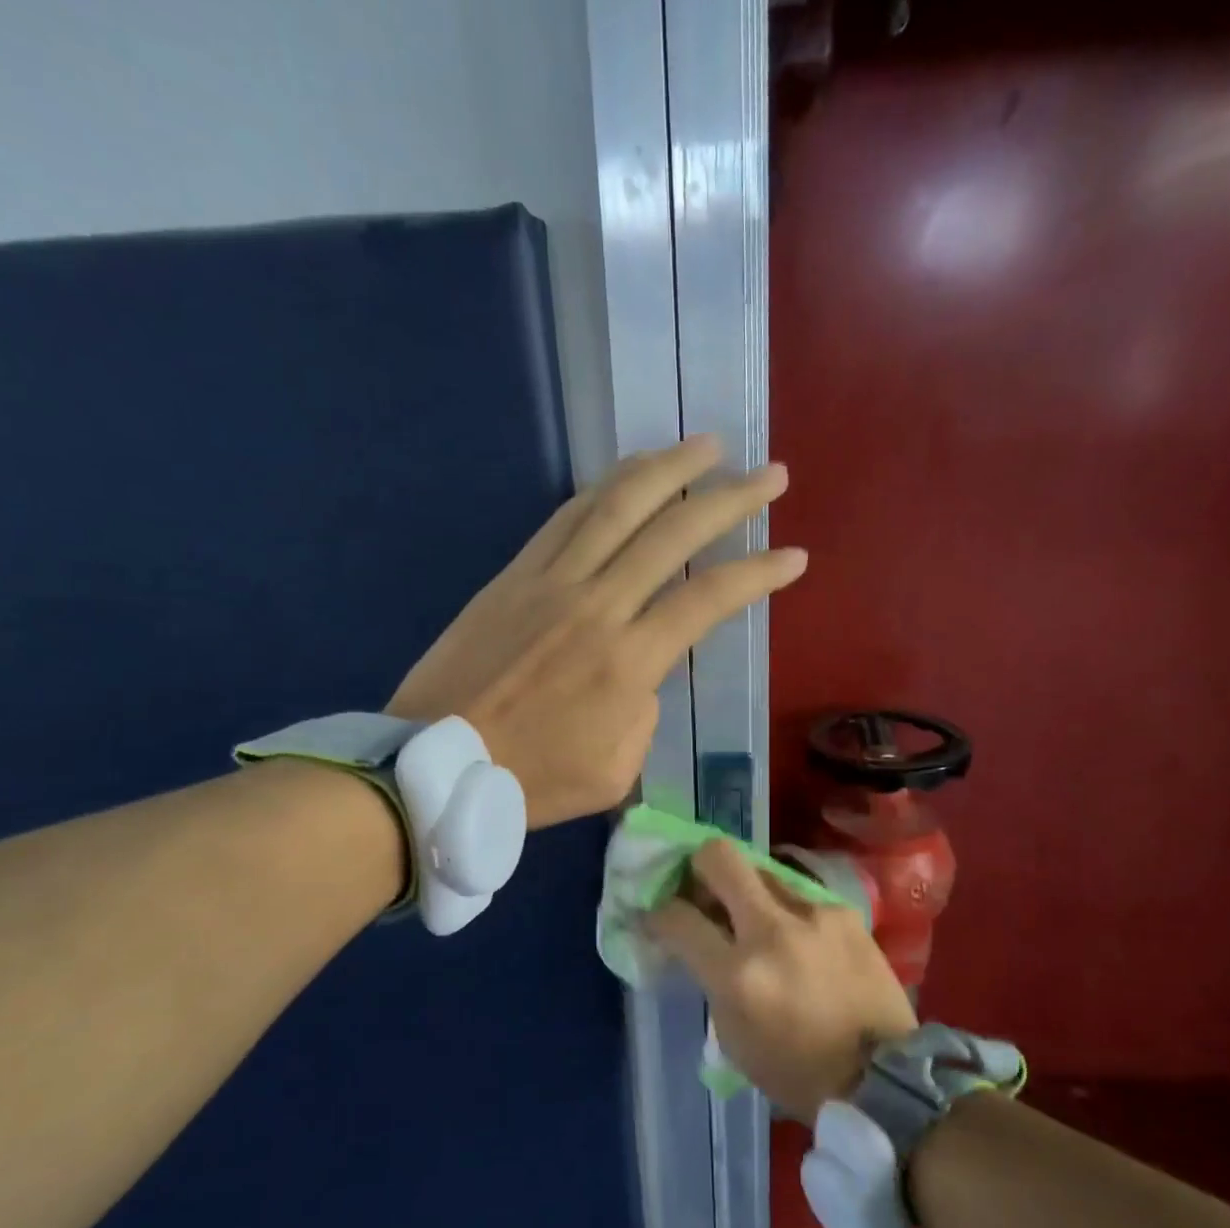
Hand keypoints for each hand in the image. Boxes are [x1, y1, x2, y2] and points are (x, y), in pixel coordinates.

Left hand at [387, 437, 804, 826]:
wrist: (436, 764)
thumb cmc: (530, 780)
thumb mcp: (615, 770)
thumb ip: (645, 713)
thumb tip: (642, 672)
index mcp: (629, 662)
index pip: (709, 599)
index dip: (757, 572)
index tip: (793, 555)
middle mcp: (597, 605)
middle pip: (673, 534)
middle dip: (730, 498)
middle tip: (770, 474)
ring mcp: (551, 582)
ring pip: (617, 506)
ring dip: (668, 469)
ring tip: (706, 445)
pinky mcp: (514, 575)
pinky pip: (566, 517)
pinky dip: (604, 488)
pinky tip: (630, 473)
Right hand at [648, 840, 918, 1120]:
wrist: (883, 1077)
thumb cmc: (797, 1071)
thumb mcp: (733, 1037)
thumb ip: (711, 978)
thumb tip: (698, 940)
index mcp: (738, 975)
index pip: (678, 918)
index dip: (659, 913)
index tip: (660, 915)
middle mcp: (772, 931)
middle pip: (719, 857)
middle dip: (698, 865)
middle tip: (701, 887)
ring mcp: (814, 914)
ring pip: (762, 869)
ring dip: (748, 890)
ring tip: (755, 917)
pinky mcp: (845, 911)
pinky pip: (801, 894)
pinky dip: (788, 911)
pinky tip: (800, 938)